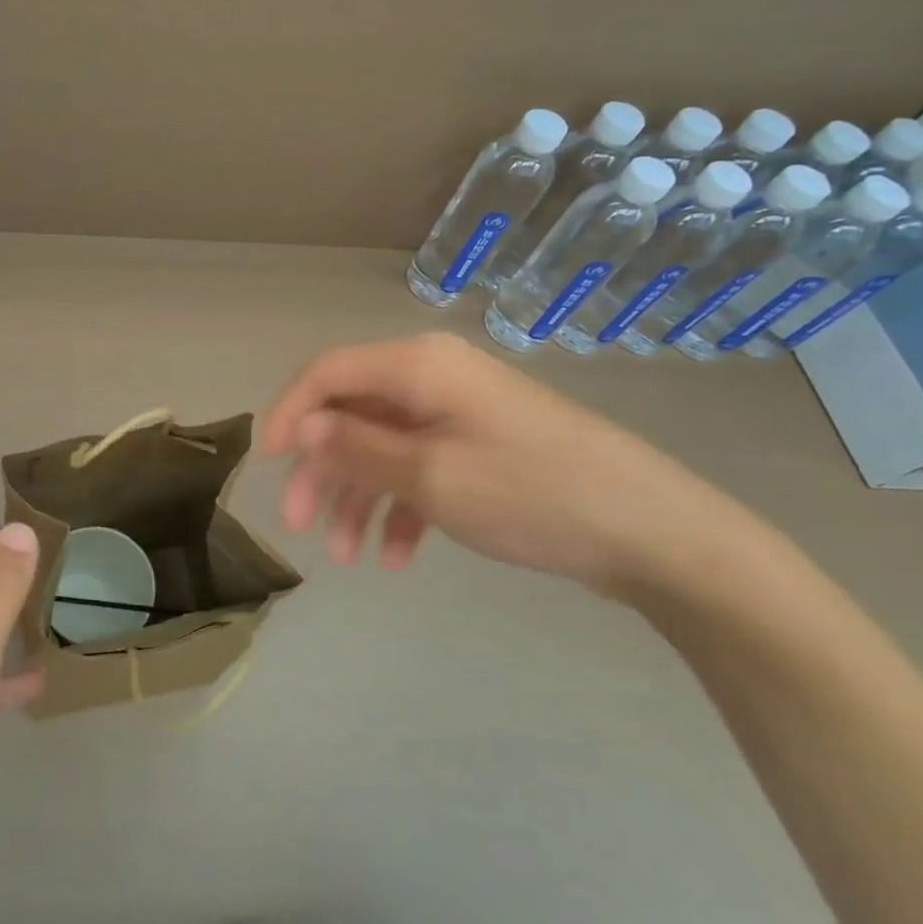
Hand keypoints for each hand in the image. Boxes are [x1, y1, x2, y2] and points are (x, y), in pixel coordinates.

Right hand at [262, 333, 761, 597]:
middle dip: (322, 469)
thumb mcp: (430, 475)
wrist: (654, 534)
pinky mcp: (481, 448)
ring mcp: (460, 414)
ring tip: (346, 557)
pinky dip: (401, 507)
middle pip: (353, 414)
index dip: (290, 412)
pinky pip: (422, 468)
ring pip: (383, 447)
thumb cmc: (530, 493)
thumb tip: (303, 427)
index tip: (268, 464)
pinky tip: (396, 557)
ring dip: (358, 497)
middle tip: (299, 523)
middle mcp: (433, 378)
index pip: (328, 373)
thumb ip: (357, 448)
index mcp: (418, 366)